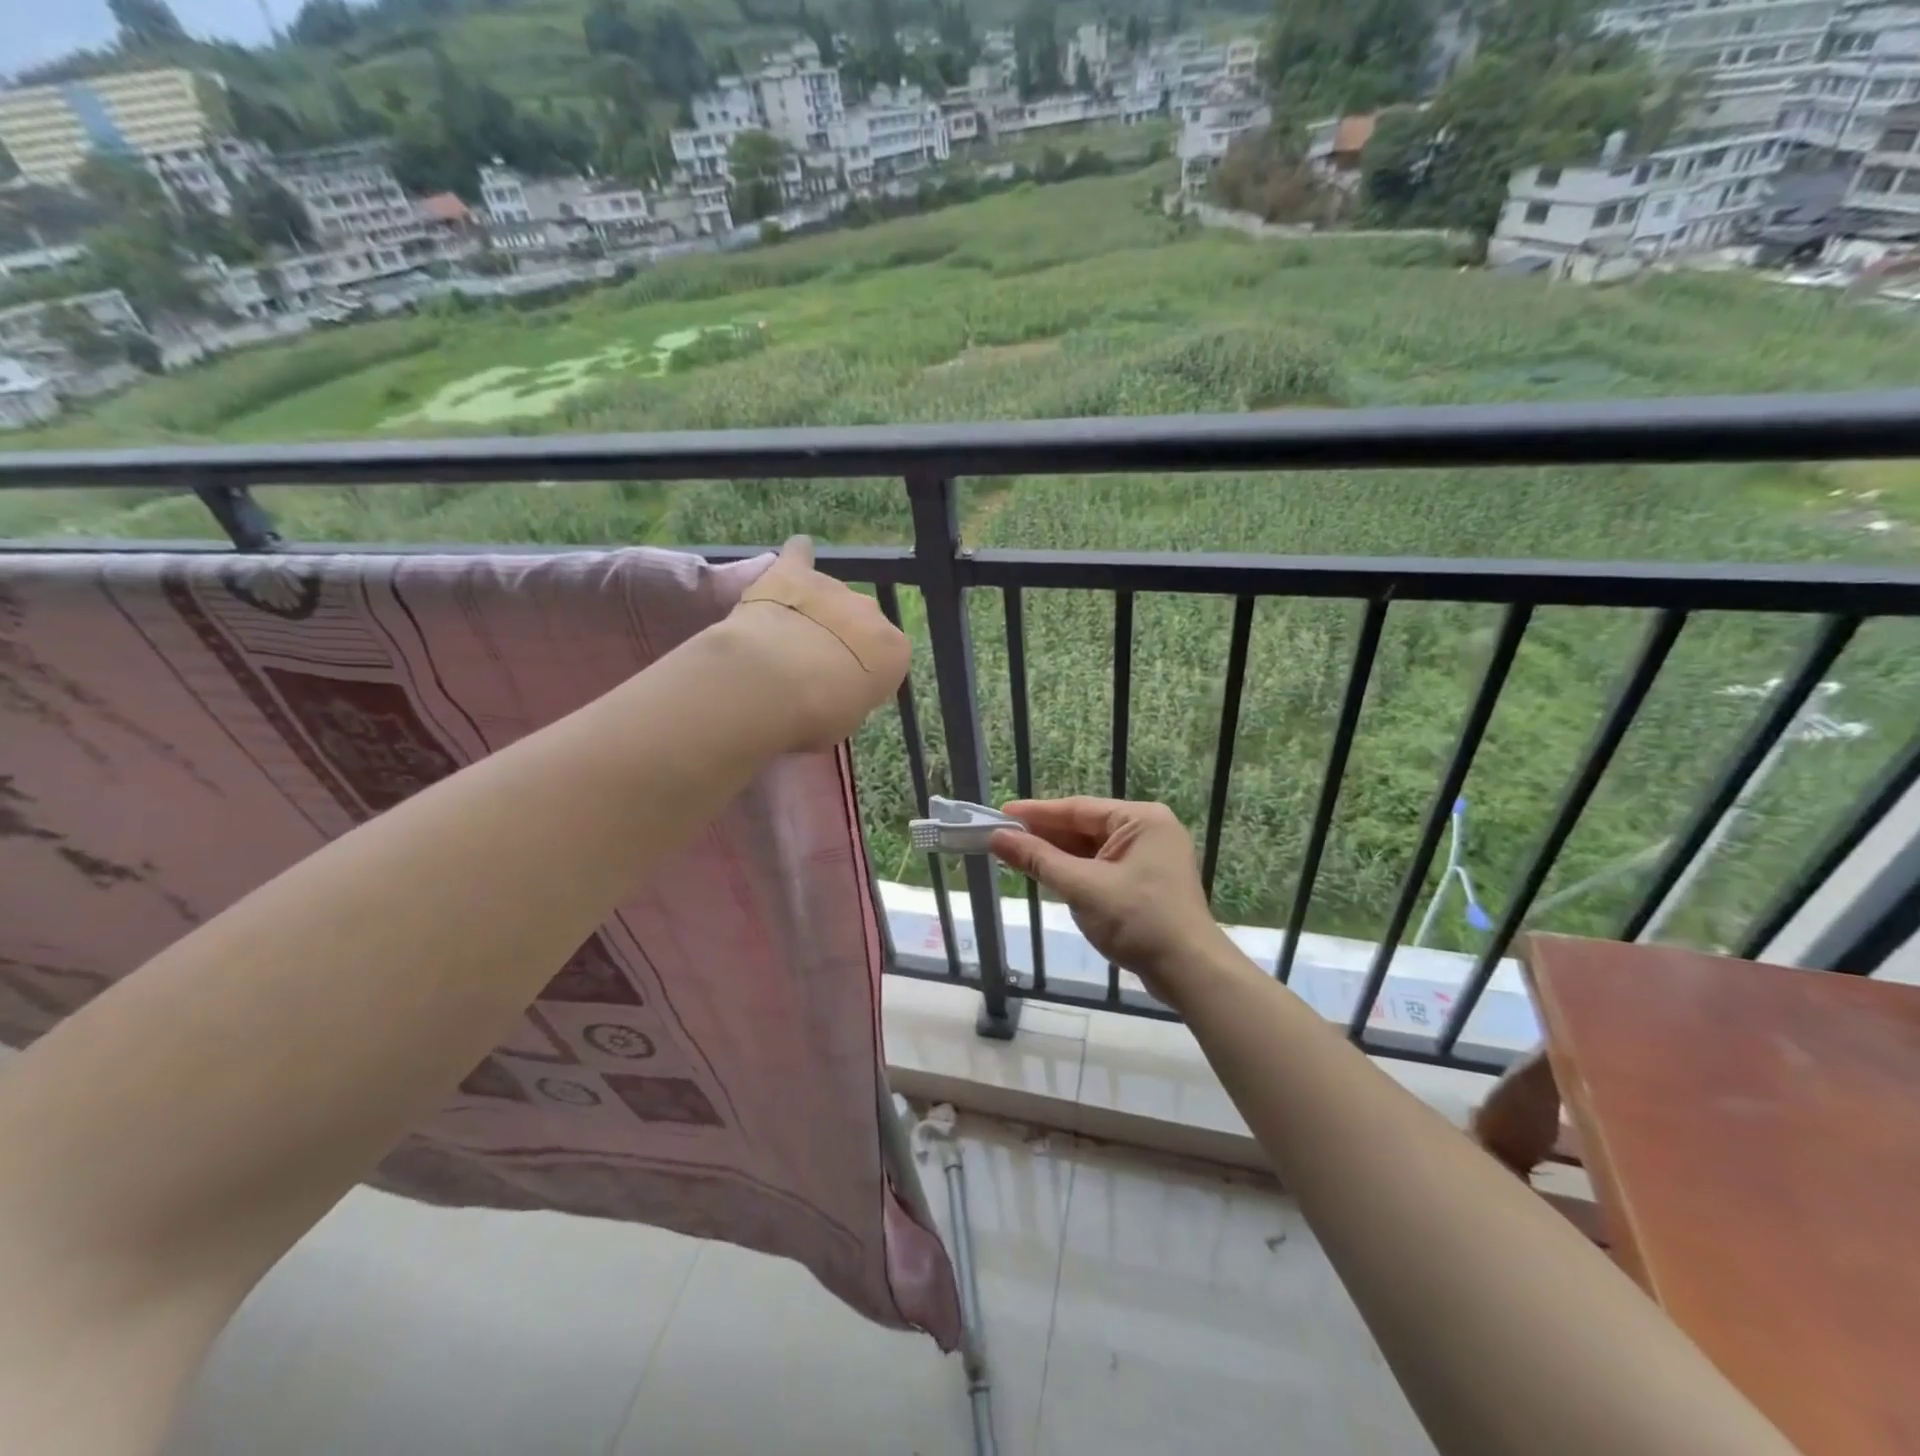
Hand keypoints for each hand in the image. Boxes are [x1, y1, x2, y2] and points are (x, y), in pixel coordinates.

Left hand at [724, 536, 909, 752]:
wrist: (774, 683)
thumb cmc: (817, 714)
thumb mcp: (846, 719)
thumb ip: (850, 696)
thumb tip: (838, 690)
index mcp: (894, 652)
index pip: (887, 659)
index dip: (864, 673)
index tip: (843, 688)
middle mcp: (872, 612)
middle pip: (860, 622)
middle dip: (842, 638)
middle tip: (812, 664)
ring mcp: (835, 588)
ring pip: (830, 595)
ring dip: (815, 610)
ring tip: (787, 635)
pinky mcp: (795, 572)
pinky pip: (800, 556)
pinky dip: (798, 558)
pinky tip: (794, 556)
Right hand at [989, 798, 1235, 1005]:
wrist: (1189, 972)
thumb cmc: (1138, 920)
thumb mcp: (1082, 887)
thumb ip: (1039, 860)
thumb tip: (998, 837)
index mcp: (1141, 819)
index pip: (1078, 809)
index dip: (1036, 812)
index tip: (1001, 814)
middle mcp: (1148, 830)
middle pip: (1085, 826)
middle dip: (1045, 835)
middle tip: (1003, 837)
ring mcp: (1150, 857)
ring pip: (1093, 849)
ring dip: (1058, 855)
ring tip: (1017, 855)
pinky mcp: (1147, 883)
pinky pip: (1103, 867)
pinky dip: (1077, 871)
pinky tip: (1049, 874)